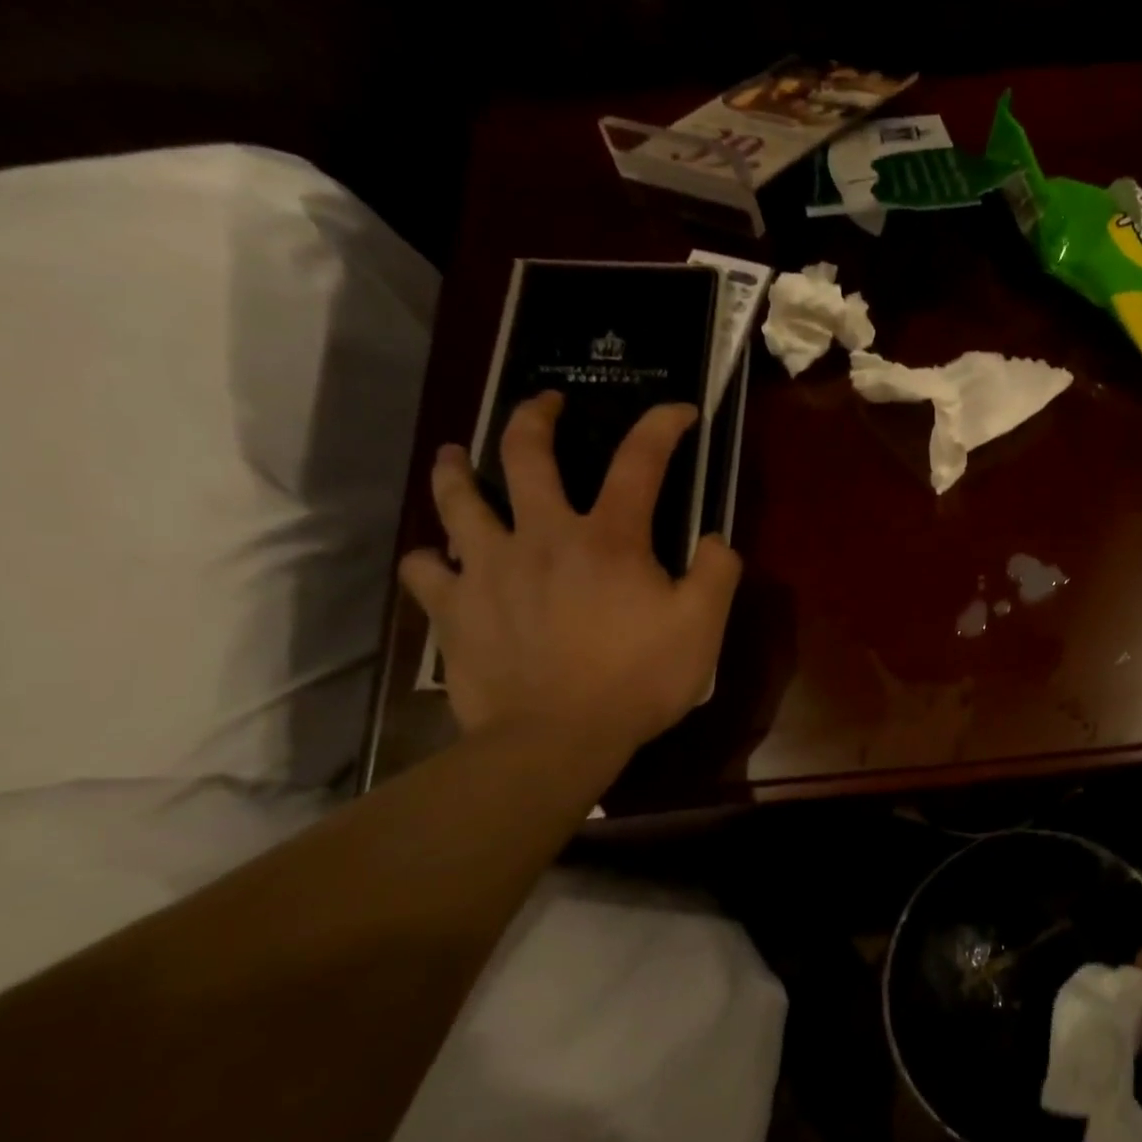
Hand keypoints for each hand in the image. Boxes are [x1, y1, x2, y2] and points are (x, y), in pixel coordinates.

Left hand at [399, 393, 740, 779]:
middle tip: (543, 401)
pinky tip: (435, 559)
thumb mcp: (702, 627)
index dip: (661, 426)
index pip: (640, 461)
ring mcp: (489, 570)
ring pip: (457, 500)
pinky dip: (429, 559)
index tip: (678, 410)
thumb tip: (713, 538)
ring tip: (456, 456)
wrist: (556, 739)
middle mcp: (542, 536)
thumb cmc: (637, 680)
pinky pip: (425, 570)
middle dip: (536, 416)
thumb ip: (716, 573)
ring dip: (456, 470)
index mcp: (608, 538)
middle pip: (526, 455)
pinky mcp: (454, 609)